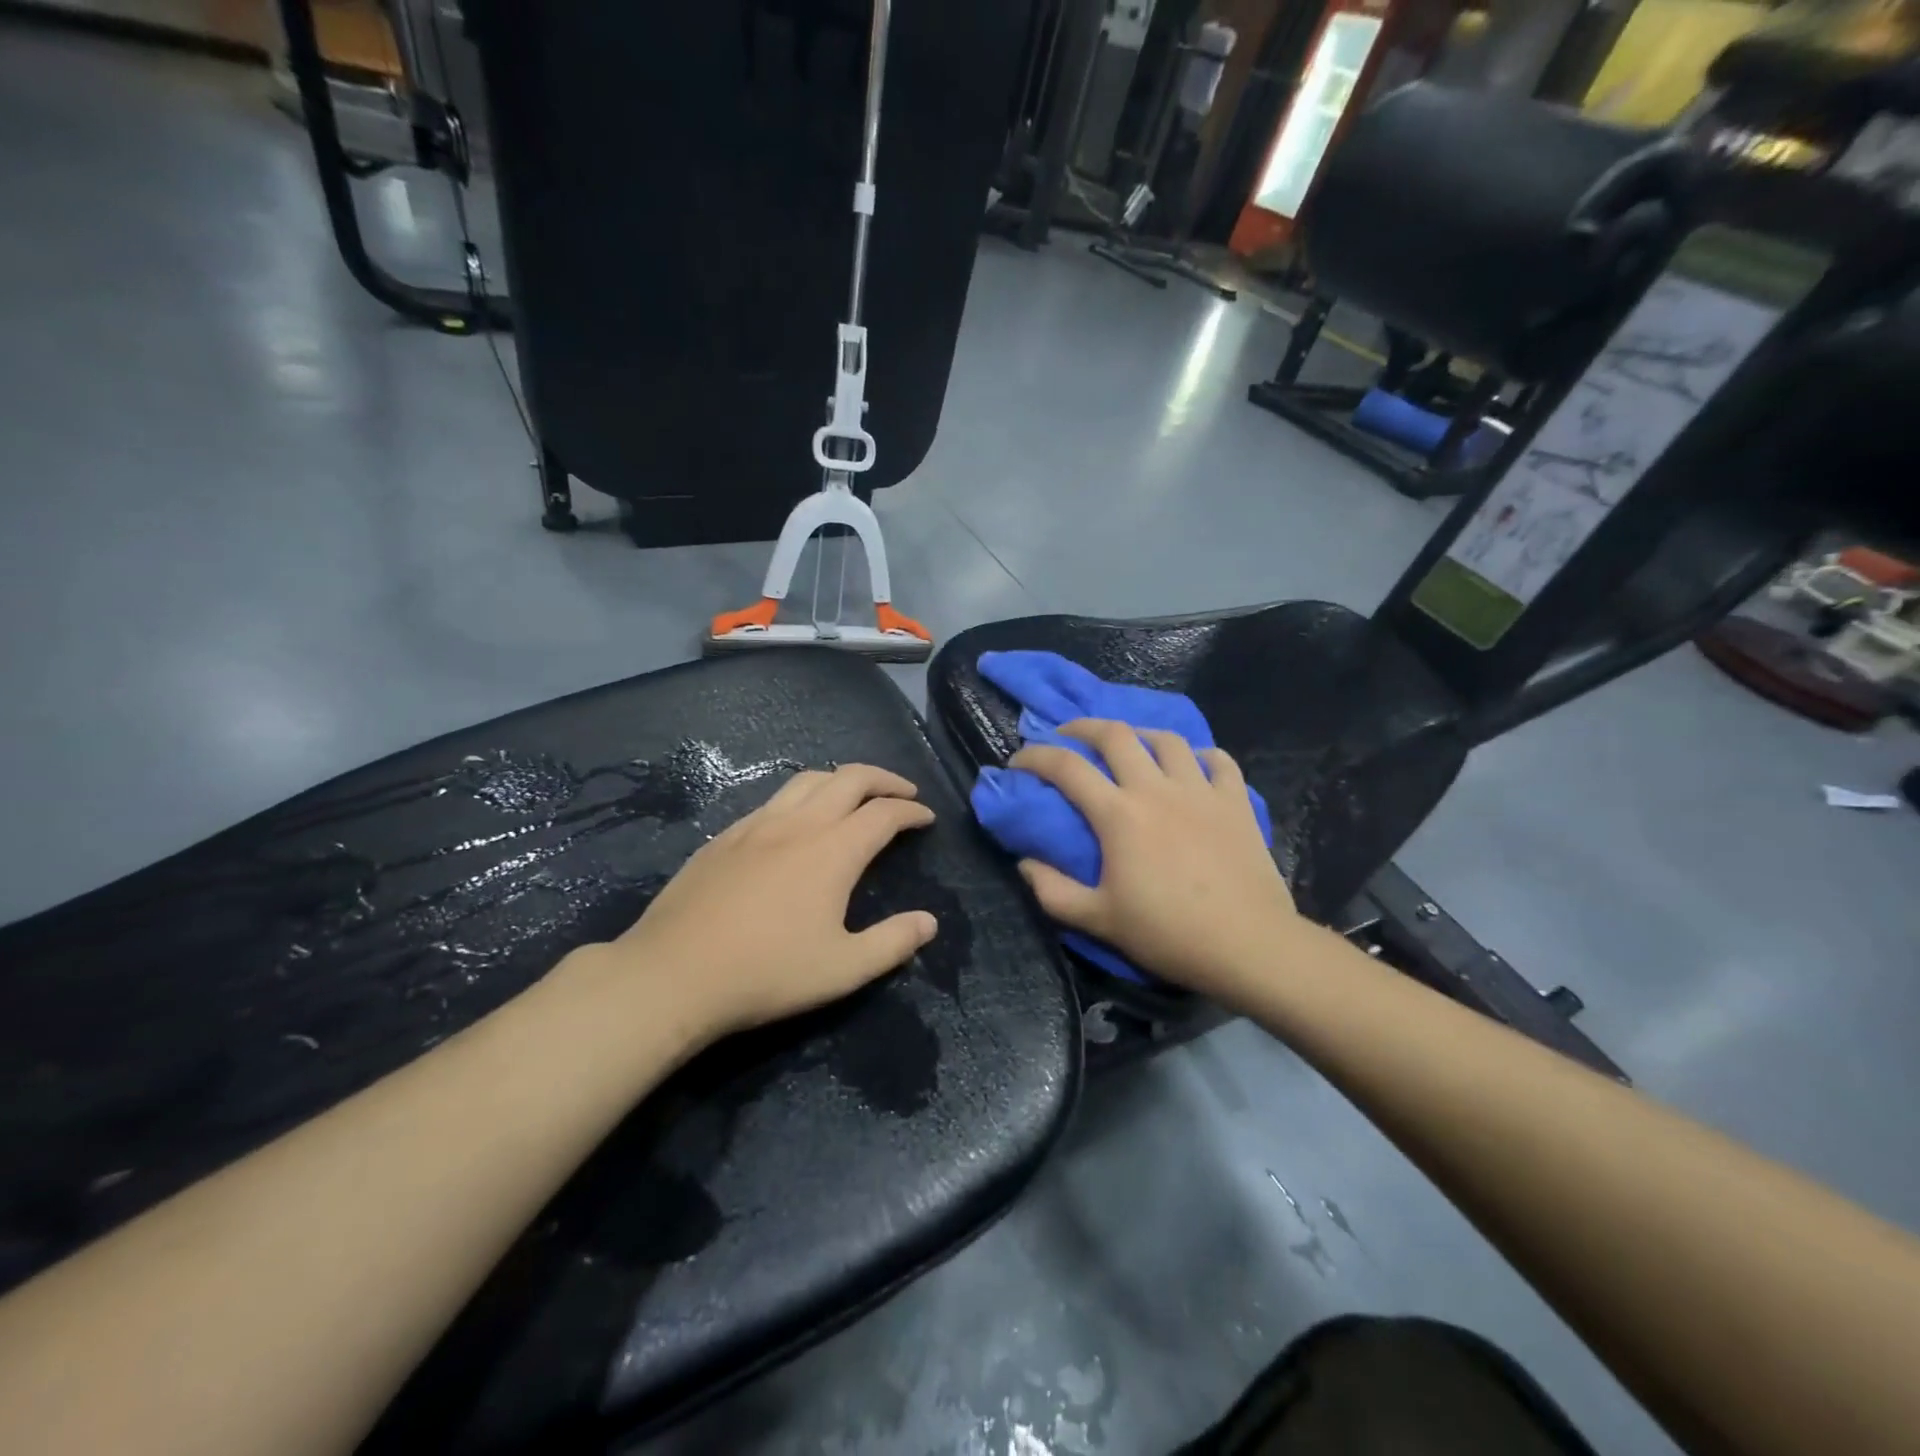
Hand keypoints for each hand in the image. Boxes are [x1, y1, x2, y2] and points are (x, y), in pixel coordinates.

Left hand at [594, 764, 938, 1040]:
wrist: (674, 974)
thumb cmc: (767, 973)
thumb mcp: (843, 969)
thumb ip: (893, 943)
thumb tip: (929, 922)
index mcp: (833, 851)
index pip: (884, 813)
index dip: (911, 811)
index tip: (926, 818)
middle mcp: (798, 824)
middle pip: (849, 778)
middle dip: (883, 778)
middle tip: (902, 792)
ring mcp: (756, 825)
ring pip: (807, 780)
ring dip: (840, 779)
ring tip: (854, 796)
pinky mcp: (725, 836)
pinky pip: (773, 800)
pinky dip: (801, 797)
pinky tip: (795, 823)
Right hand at [1009, 720, 1297, 1000]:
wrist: (1248, 945)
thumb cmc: (1168, 933)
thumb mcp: (1098, 921)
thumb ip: (1053, 891)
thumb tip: (1025, 864)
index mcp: (1119, 814)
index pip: (1066, 767)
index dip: (1035, 756)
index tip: (1018, 760)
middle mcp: (1156, 789)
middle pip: (1115, 735)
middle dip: (1083, 727)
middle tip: (1068, 736)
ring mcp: (1201, 791)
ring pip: (1166, 740)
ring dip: (1140, 735)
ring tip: (1130, 746)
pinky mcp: (1236, 802)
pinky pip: (1219, 761)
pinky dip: (1201, 755)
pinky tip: (1192, 765)